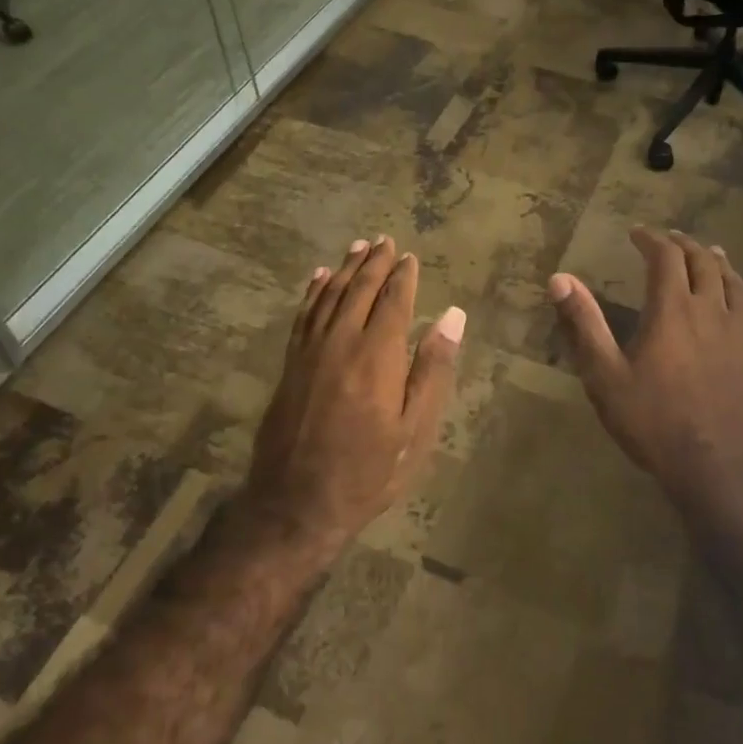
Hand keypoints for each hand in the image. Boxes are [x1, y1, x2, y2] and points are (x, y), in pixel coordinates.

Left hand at [240, 237, 464, 554]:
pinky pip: (303, 316)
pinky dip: (312, 292)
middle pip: (358, 290)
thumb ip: (432, 369)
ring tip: (356, 247)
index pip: (393, 301)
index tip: (410, 257)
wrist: (296, 503)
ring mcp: (310, 352)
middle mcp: (341, 342)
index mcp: (377, 356)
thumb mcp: (414, 430)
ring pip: (328, 296)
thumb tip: (452, 316)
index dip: (403, 277)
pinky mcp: (290, 365)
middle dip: (373, 263)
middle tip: (384, 240)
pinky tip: (318, 279)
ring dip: (344, 269)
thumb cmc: (367, 471)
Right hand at [549, 227, 742, 511]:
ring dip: (721, 265)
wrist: (716, 469)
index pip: (665, 258)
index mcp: (672, 311)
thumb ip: (584, 324)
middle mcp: (712, 313)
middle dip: (685, 245)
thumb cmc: (653, 422)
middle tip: (670, 239)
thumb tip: (560, 279)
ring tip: (712, 255)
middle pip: (704, 264)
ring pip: (737, 286)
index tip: (637, 233)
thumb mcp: (605, 376)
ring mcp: (742, 337)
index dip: (651, 239)